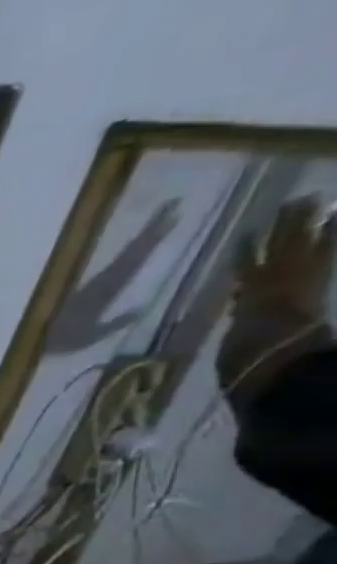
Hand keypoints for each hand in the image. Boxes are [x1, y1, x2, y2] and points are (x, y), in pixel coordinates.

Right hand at [221, 198, 334, 406]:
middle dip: (284, 227)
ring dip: (305, 223)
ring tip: (311, 202)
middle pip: (277, 248)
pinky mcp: (317, 281)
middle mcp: (269, 280)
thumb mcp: (237, 339)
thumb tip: (242, 308)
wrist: (277, 361)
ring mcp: (296, 277)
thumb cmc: (247, 356)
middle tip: (292, 203)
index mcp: (246, 296)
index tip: (247, 234)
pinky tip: (335, 220)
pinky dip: (330, 237)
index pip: (246, 267)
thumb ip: (244, 319)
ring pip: (301, 242)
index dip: (247, 251)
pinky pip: (326, 252)